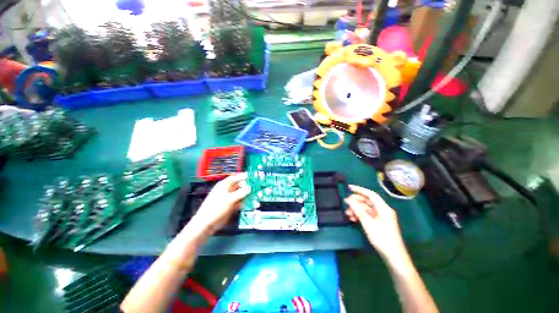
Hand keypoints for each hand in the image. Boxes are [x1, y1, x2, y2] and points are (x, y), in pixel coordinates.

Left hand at [188, 173, 250, 234]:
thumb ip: (240, 193)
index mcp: (224, 185)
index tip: (252, 176)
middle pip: (240, 186)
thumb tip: (249, 188)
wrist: (207, 223)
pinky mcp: (231, 206)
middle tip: (256, 188)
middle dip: (248, 187)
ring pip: (241, 194)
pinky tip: (250, 204)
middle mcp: (227, 190)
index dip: (244, 176)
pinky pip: (240, 202)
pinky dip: (244, 202)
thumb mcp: (229, 199)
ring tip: (256, 196)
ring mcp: (229, 198)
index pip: (235, 177)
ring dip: (247, 195)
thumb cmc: (216, 208)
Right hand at [344, 185, 406, 259]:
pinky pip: (368, 215)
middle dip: (356, 202)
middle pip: (367, 201)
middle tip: (346, 204)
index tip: (348, 187)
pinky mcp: (379, 223)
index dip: (359, 190)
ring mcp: (381, 217)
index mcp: (383, 208)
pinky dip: (360, 215)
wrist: (394, 257)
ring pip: (366, 208)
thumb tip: (348, 199)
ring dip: (356, 210)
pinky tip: (353, 219)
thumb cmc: (382, 238)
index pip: (370, 194)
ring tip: (348, 214)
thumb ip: (358, 210)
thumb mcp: (368, 223)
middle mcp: (383, 210)